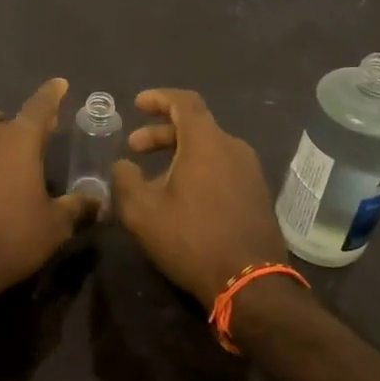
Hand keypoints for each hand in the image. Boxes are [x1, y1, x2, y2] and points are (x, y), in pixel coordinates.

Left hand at [0, 77, 97, 299]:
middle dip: (19, 123)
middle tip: (31, 140)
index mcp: (20, 141)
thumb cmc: (12, 238)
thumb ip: (77, 207)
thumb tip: (98, 200)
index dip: (52, 94)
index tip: (59, 84)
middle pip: (5, 117)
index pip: (40, 106)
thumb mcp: (55, 226)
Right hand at [111, 89, 288, 305]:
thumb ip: (125, 180)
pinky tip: (180, 197)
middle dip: (161, 132)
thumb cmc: (192, 239)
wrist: (250, 282)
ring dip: (178, 154)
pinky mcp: (257, 194)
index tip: (137, 104)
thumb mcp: (143, 212)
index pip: (184, 102)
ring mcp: (250, 171)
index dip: (159, 98)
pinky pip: (222, 168)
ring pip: (209, 149)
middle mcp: (233, 148)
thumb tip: (123, 165)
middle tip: (134, 148)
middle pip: (195, 126)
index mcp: (207, 143)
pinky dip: (197, 169)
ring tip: (152, 179)